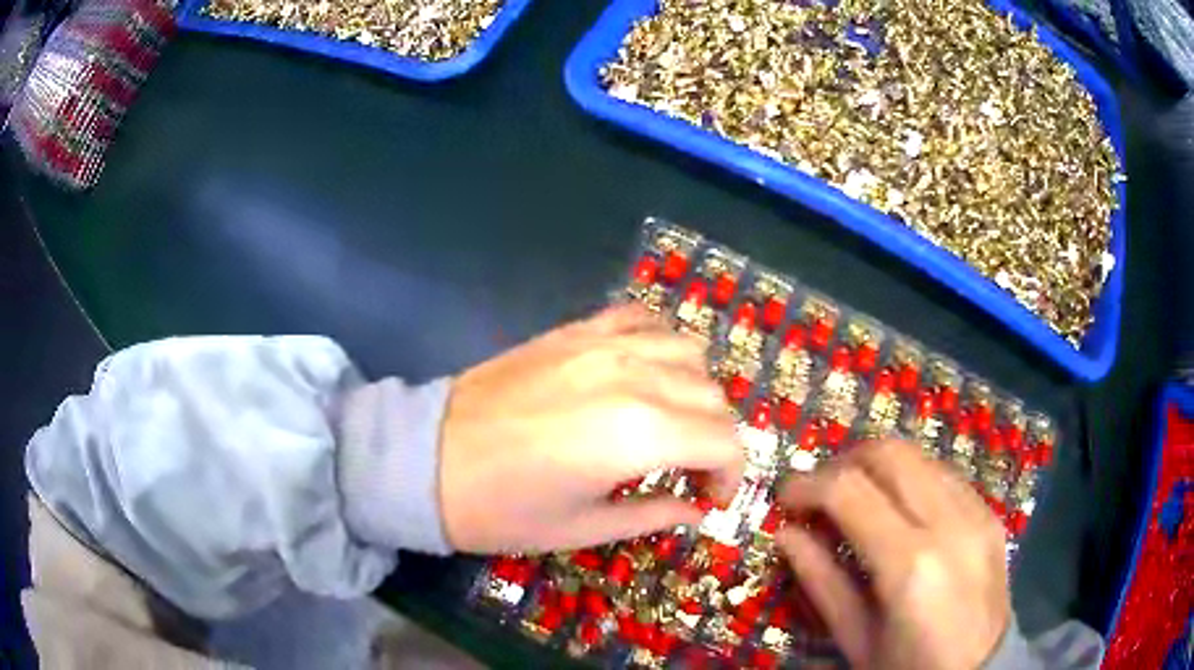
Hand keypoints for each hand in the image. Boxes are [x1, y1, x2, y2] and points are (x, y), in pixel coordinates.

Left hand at [439, 304, 744, 553]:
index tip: (711, 497)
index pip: (726, 441)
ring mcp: (603, 344)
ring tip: (671, 421)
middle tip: (691, 470)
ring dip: (695, 389)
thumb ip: (655, 514)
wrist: (427, 460)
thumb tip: (697, 509)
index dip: (732, 474)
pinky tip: (645, 372)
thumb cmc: (503, 509)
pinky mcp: (575, 330)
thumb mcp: (584, 528)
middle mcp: (634, 376)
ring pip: (688, 349)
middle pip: (714, 395)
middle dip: (717, 438)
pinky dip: (659, 342)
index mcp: (640, 434)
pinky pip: (641, 318)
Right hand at [775, 440, 1010, 669]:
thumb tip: (786, 534)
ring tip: (856, 498)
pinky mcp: (990, 514)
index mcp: (910, 564)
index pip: (850, 489)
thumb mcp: (856, 640)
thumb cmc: (909, 668)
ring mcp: (977, 513)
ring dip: (878, 467)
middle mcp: (949, 523)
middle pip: (890, 453)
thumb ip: (821, 583)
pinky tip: (898, 509)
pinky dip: (911, 479)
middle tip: (819, 492)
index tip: (786, 498)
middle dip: (844, 462)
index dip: (809, 484)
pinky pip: (945, 475)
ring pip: (919, 456)